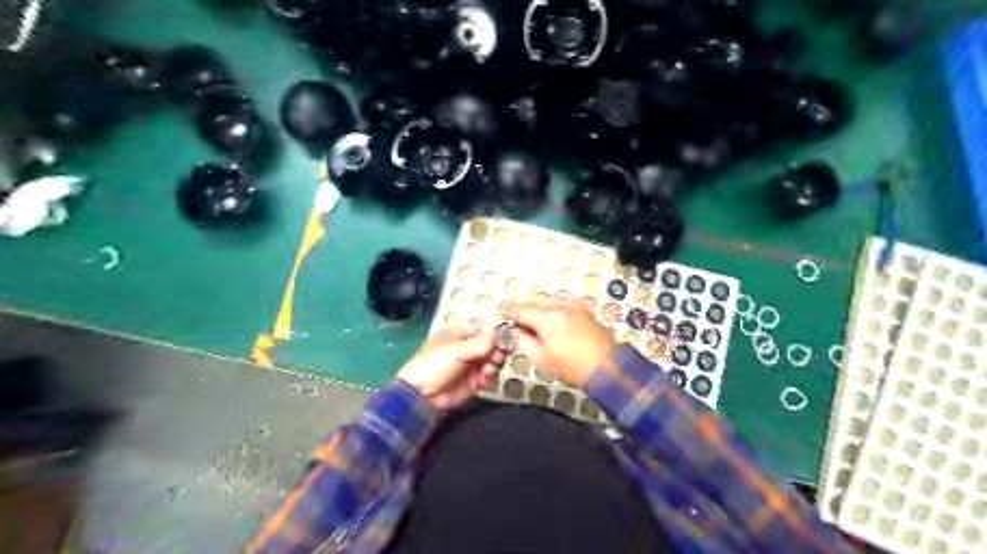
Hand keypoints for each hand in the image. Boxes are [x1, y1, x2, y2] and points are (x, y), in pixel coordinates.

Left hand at [396, 325, 503, 411]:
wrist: (422, 396)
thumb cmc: (435, 365)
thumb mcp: (457, 350)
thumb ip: (480, 342)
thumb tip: (497, 332)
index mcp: (459, 335)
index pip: (482, 330)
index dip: (495, 333)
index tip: (508, 337)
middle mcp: (467, 349)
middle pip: (490, 345)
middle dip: (498, 349)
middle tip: (501, 354)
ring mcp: (471, 366)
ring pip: (492, 360)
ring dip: (495, 362)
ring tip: (490, 367)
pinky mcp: (474, 382)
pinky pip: (488, 375)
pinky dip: (490, 374)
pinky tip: (486, 375)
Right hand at [509, 294, 615, 390]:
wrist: (608, 368)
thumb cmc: (572, 367)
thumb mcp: (541, 358)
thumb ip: (522, 341)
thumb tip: (512, 331)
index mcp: (548, 317)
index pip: (521, 309)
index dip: (508, 312)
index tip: (501, 316)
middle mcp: (561, 305)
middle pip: (535, 299)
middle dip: (524, 308)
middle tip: (519, 324)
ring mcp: (575, 305)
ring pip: (549, 299)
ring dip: (539, 307)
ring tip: (536, 325)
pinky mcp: (584, 309)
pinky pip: (562, 302)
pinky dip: (552, 308)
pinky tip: (553, 324)